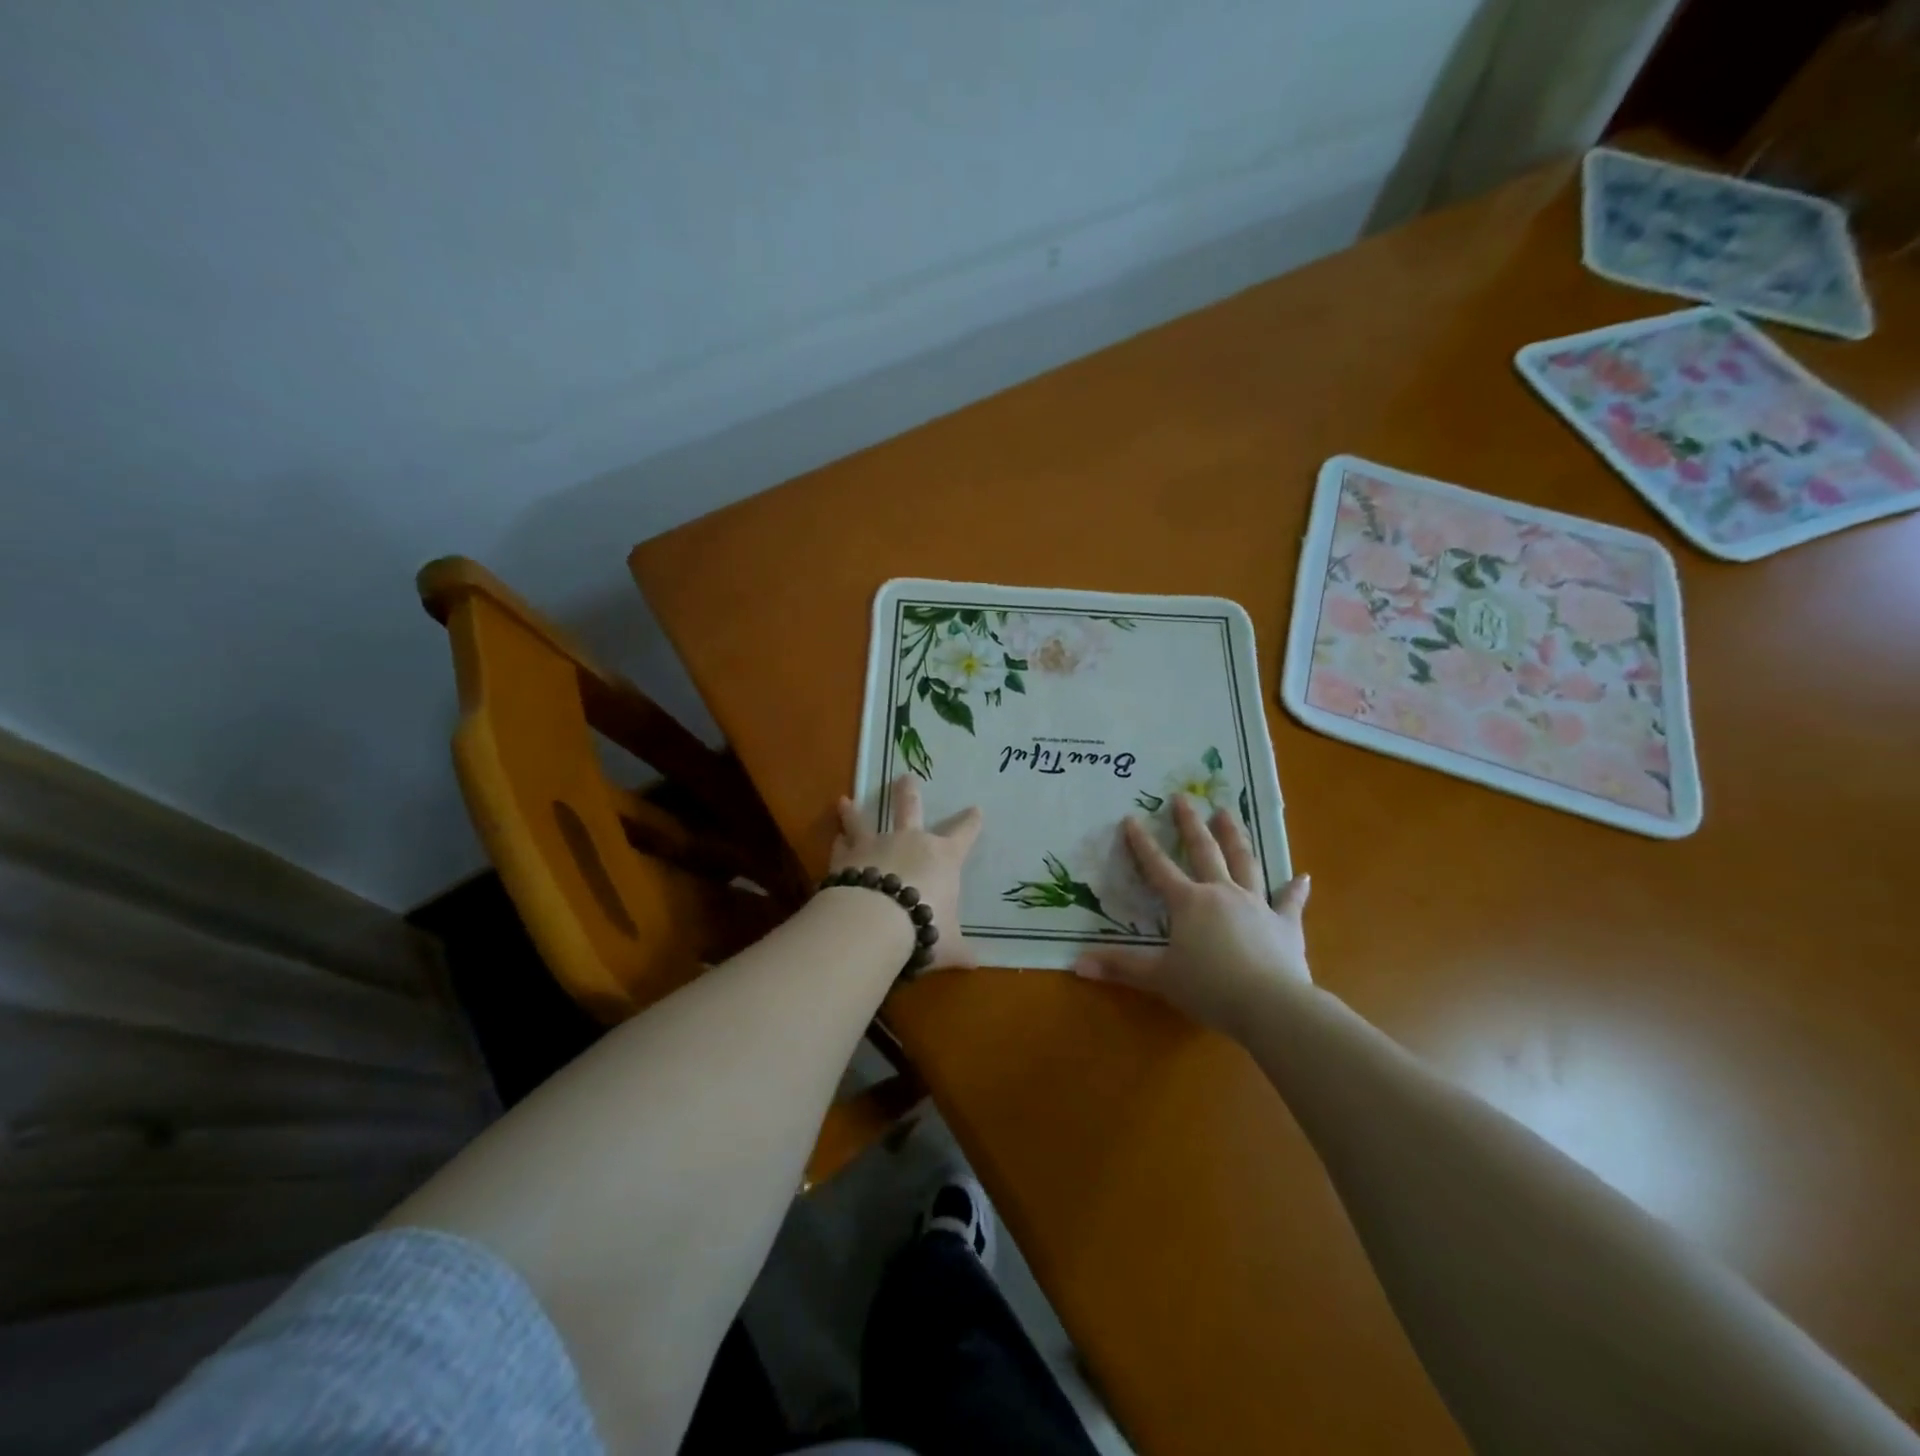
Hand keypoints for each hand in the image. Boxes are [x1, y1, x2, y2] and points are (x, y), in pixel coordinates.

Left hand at [831, 775, 982, 970]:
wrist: (874, 923)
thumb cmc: (922, 928)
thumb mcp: (948, 944)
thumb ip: (961, 950)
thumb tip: (977, 962)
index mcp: (943, 857)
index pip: (964, 834)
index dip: (971, 822)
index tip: (976, 810)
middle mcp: (910, 842)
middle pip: (910, 809)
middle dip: (909, 793)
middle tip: (906, 777)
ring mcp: (875, 845)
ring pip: (864, 821)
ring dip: (854, 812)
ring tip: (844, 800)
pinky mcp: (846, 857)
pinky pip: (842, 845)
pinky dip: (838, 842)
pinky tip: (834, 838)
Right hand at [1071, 795, 1311, 1034]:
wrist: (1271, 1005)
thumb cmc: (1210, 988)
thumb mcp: (1159, 977)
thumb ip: (1121, 967)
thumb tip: (1077, 964)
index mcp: (1189, 903)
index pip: (1159, 867)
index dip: (1142, 843)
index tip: (1131, 818)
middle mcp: (1222, 893)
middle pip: (1205, 851)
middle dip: (1191, 823)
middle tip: (1184, 797)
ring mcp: (1257, 905)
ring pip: (1245, 862)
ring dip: (1236, 836)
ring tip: (1228, 812)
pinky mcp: (1286, 925)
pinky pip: (1289, 902)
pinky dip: (1295, 889)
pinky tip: (1303, 876)